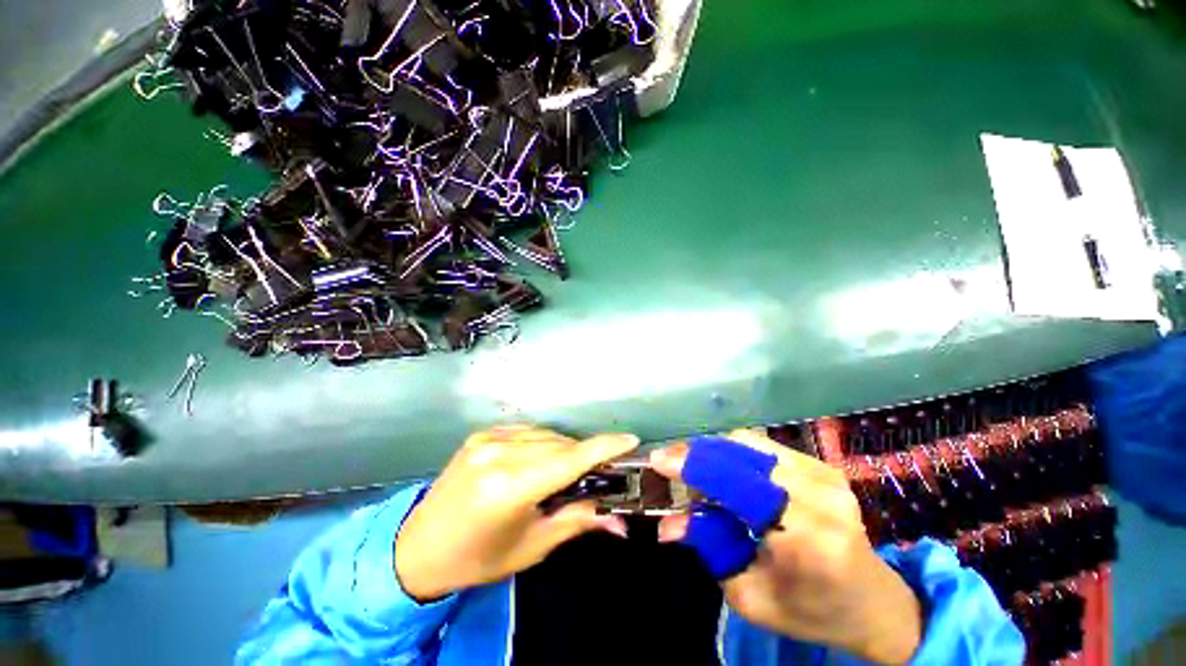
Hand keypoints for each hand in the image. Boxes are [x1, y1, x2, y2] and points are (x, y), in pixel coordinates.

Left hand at [395, 425, 638, 600]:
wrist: (417, 548)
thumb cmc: (478, 558)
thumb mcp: (531, 548)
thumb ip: (576, 522)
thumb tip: (618, 517)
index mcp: (508, 487)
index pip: (568, 460)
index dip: (603, 448)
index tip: (630, 439)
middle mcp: (498, 453)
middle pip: (559, 445)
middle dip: (584, 455)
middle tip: (599, 472)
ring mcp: (486, 439)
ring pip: (545, 435)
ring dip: (564, 448)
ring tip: (569, 470)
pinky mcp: (481, 434)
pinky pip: (526, 431)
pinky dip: (542, 442)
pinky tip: (542, 459)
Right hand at [650, 430, 922, 664]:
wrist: (873, 603)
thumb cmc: (812, 610)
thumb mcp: (752, 596)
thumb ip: (709, 549)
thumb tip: (667, 523)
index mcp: (806, 537)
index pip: (736, 483)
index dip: (692, 466)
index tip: (658, 461)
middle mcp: (819, 495)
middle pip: (739, 452)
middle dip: (697, 455)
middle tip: (671, 466)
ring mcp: (824, 474)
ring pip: (748, 443)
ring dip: (714, 452)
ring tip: (695, 471)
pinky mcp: (822, 466)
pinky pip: (763, 447)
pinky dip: (734, 453)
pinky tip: (723, 471)